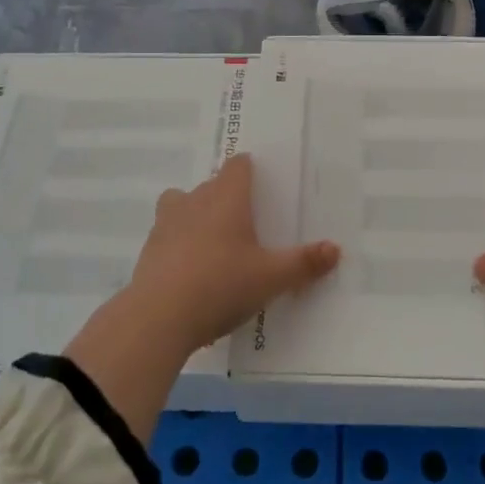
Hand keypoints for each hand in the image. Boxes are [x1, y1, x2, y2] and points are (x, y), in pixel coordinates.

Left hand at [127, 155, 339, 355]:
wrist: (158, 318)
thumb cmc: (221, 285)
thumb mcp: (271, 278)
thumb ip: (303, 263)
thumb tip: (335, 249)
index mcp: (227, 198)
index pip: (238, 165)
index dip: (249, 170)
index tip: (262, 184)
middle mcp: (195, 200)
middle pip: (211, 184)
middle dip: (227, 197)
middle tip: (247, 222)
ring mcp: (167, 223)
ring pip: (182, 204)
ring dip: (197, 215)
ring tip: (215, 242)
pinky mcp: (149, 249)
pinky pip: (168, 235)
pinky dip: (179, 243)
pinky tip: (192, 271)